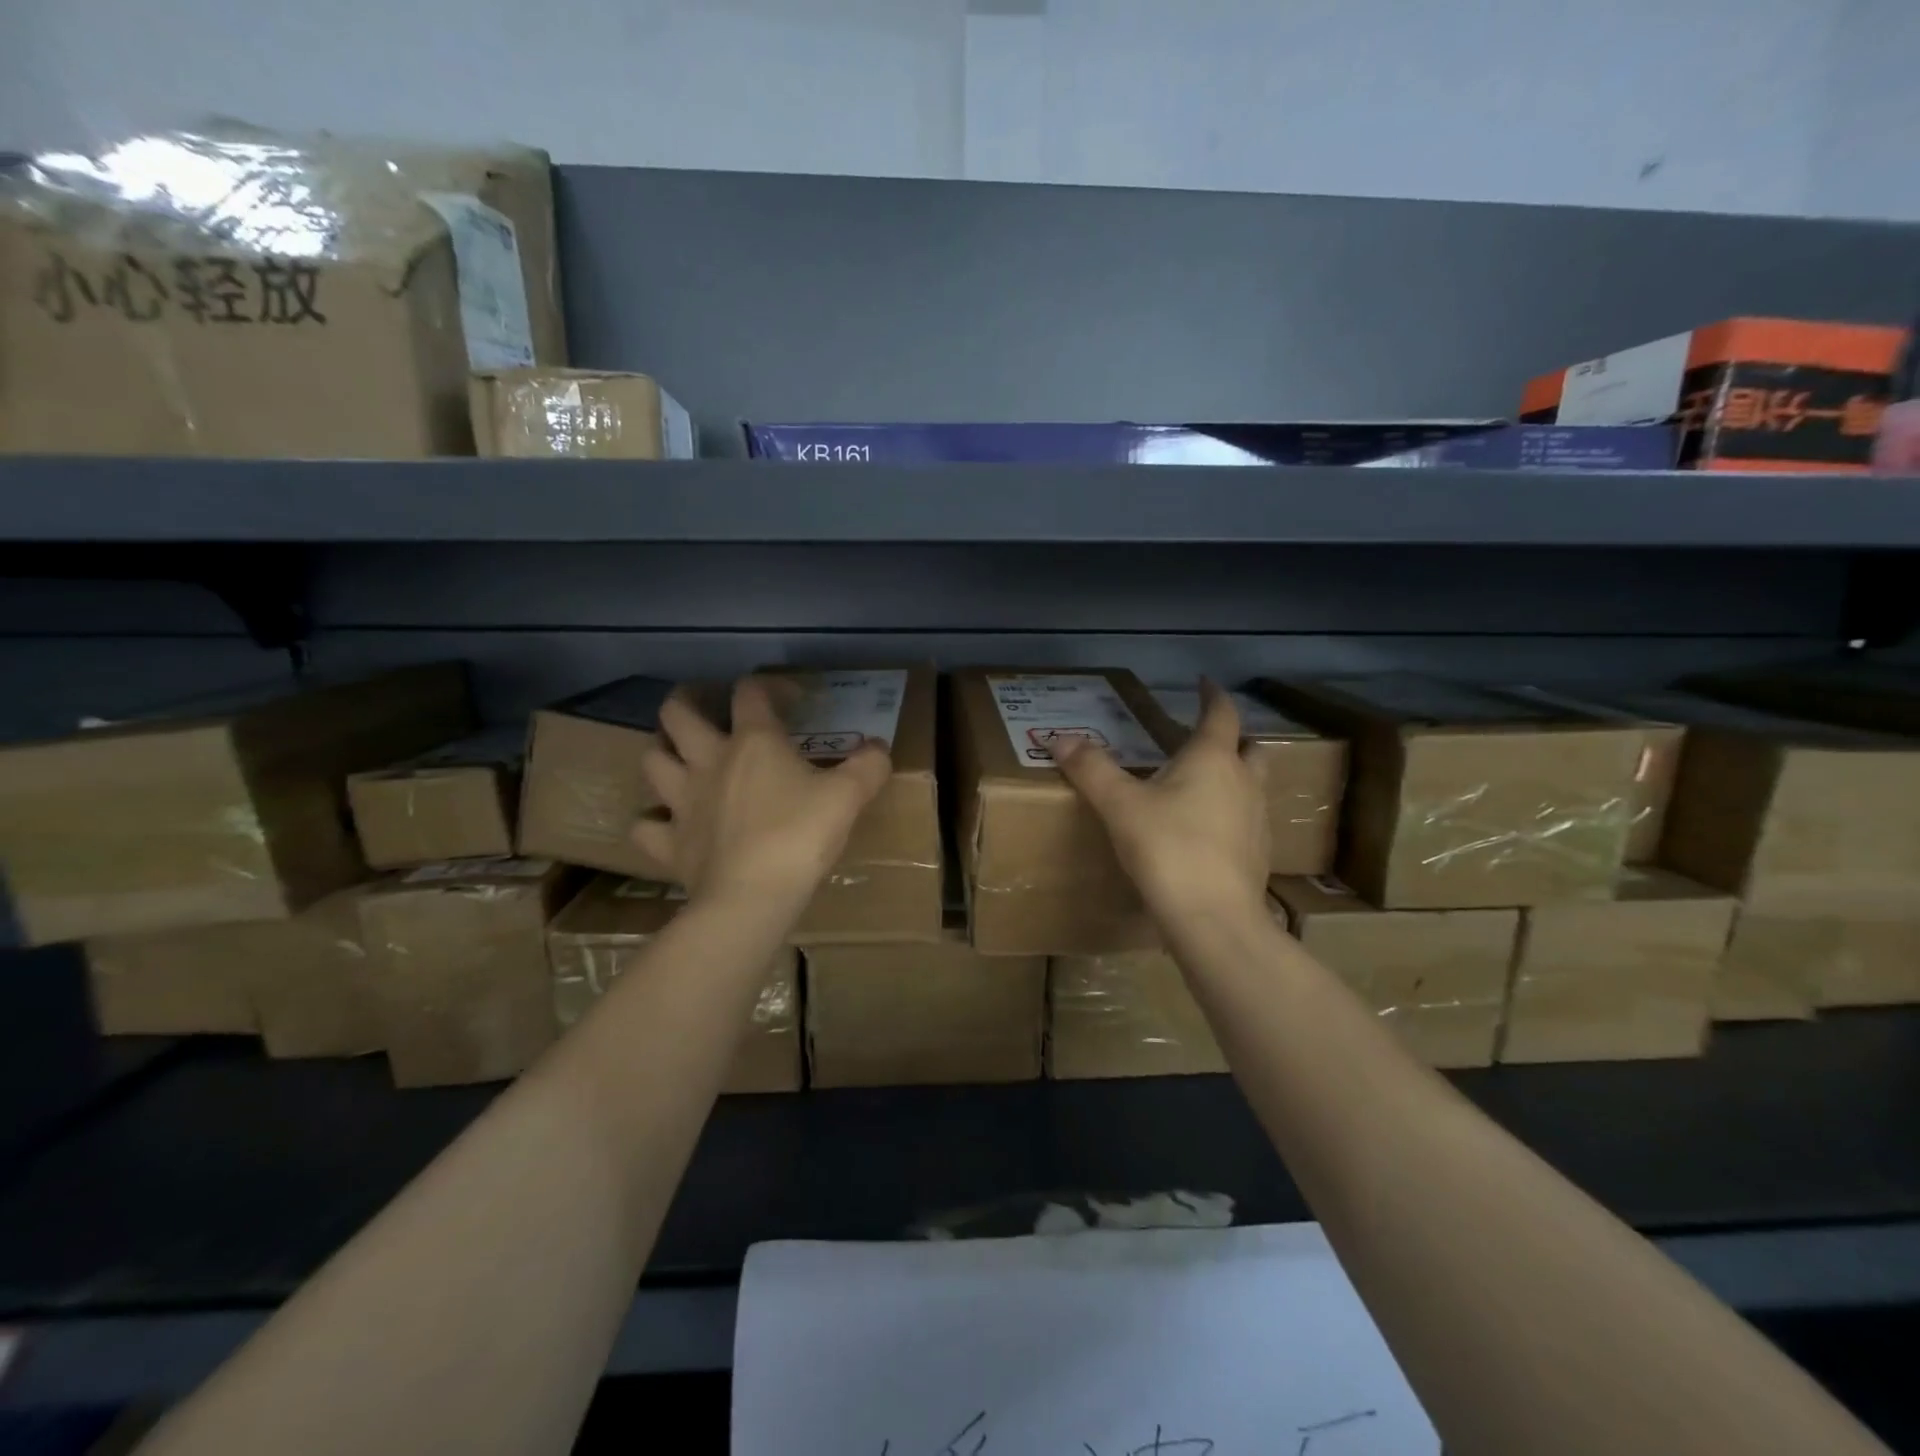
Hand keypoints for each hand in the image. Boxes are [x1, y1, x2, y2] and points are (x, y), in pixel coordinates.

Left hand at [631, 676, 892, 910]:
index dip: (770, 686)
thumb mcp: (848, 797)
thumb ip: (868, 765)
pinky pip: (645, 825)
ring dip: (663, 753)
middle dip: (686, 702)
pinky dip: (653, 820)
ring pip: (651, 760)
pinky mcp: (669, 843)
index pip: (751, 692)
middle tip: (704, 709)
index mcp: (754, 742)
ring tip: (681, 759)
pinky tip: (668, 823)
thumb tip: (879, 747)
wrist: (753, 898)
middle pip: (676, 714)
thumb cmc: (800, 837)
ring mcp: (682, 801)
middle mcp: (709, 761)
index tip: (792, 700)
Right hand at [1052, 680, 1270, 927]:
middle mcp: (1244, 782)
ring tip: (1202, 786)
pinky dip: (1231, 814)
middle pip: (1249, 748)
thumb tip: (1059, 738)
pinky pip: (1247, 821)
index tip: (1204, 682)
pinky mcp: (1258, 854)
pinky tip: (1206, 833)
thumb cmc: (1168, 849)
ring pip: (1253, 785)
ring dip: (1234, 777)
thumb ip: (1091, 769)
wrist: (1213, 919)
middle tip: (1204, 739)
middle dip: (1232, 738)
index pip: (1221, 714)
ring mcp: (1257, 820)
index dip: (1213, 695)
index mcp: (1213, 760)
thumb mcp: (1119, 805)